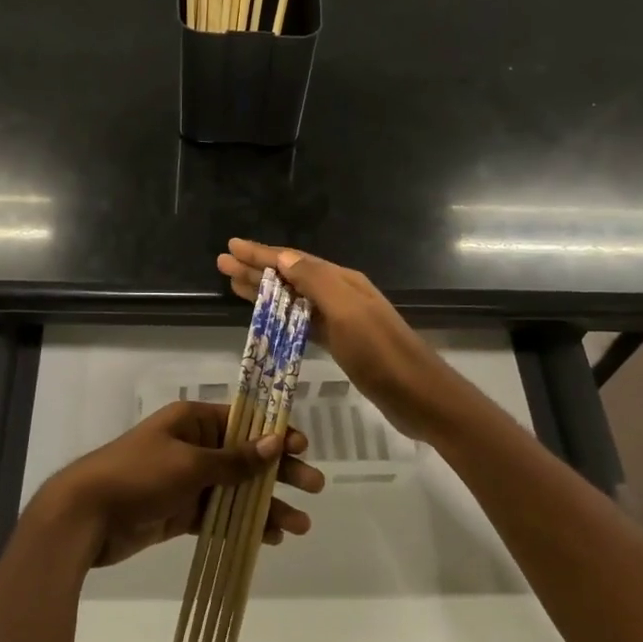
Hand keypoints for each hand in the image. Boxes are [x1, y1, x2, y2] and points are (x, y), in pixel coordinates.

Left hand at [42, 400, 324, 567]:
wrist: (84, 516)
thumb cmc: (137, 476)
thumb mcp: (189, 464)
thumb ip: (234, 459)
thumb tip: (275, 440)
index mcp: (193, 422)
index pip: (243, 422)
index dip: (274, 433)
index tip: (302, 448)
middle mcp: (193, 447)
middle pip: (245, 457)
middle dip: (279, 473)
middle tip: (315, 487)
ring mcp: (186, 481)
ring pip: (236, 491)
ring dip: (266, 506)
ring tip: (299, 526)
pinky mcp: (179, 512)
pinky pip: (219, 515)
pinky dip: (242, 525)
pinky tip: (268, 538)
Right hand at [217, 239, 458, 443]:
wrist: (419, 396)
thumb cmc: (381, 354)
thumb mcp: (347, 312)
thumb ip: (316, 282)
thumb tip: (283, 256)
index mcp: (342, 281)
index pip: (293, 260)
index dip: (261, 253)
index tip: (231, 246)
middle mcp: (340, 294)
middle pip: (291, 275)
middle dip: (256, 269)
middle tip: (223, 263)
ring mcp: (341, 320)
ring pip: (294, 298)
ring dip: (265, 291)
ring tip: (234, 285)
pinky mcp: (341, 344)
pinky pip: (302, 322)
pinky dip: (281, 316)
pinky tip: (267, 318)